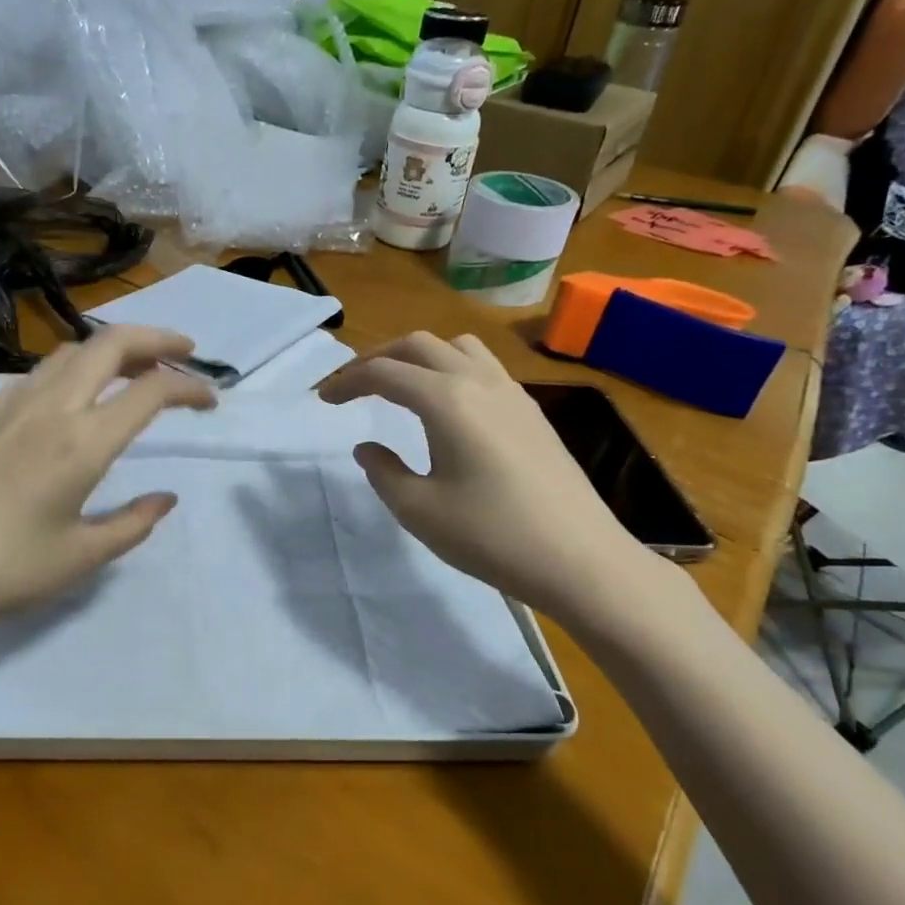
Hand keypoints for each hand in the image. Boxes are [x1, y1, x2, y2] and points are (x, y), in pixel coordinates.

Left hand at [0, 326, 215, 641]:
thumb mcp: (79, 557)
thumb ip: (132, 524)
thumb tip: (164, 499)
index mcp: (83, 442)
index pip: (151, 391)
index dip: (190, 388)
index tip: (210, 401)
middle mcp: (51, 406)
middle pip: (112, 343)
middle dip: (157, 339)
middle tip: (185, 352)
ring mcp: (10, 403)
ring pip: (72, 351)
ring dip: (113, 349)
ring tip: (136, 369)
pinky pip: (41, 372)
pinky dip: (76, 368)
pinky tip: (75, 399)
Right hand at [320, 332, 646, 621]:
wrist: (580, 560)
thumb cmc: (491, 535)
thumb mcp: (419, 510)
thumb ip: (383, 472)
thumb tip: (367, 447)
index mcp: (446, 400)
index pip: (384, 372)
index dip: (347, 381)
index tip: (323, 399)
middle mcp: (479, 382)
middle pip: (419, 345)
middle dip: (379, 358)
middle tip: (354, 387)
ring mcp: (512, 394)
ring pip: (457, 348)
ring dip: (420, 357)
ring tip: (401, 387)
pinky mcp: (532, 413)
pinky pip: (484, 369)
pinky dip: (452, 371)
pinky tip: (449, 409)